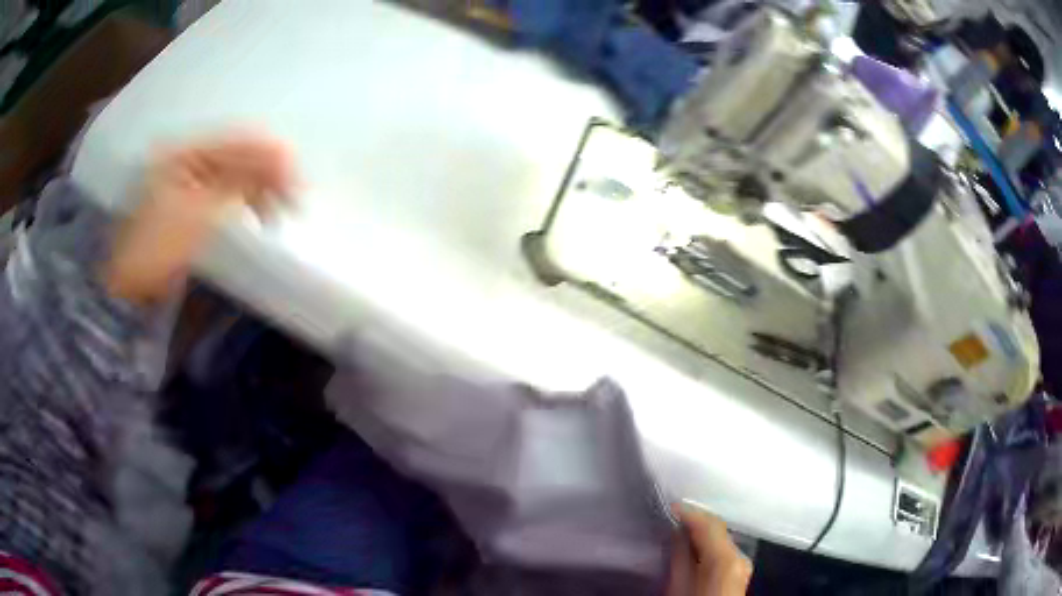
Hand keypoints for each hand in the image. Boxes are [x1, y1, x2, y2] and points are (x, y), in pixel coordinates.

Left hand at [105, 134, 294, 304]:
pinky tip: (261, 213)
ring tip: (282, 210)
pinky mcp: (194, 202)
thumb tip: (282, 161)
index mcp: (184, 152)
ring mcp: (190, 179)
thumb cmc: (154, 249)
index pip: (238, 141)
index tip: (297, 183)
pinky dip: (248, 199)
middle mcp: (188, 157)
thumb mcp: (195, 214)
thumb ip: (238, 183)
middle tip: (295, 200)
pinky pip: (230, 190)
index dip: (270, 156)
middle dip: (269, 172)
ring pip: (238, 171)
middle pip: (239, 152)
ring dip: (262, 186)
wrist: (126, 288)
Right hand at [666, 504, 751, 595]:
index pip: (710, 523)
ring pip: (721, 537)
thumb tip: (677, 533)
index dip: (690, 512)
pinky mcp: (740, 572)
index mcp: (726, 558)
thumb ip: (679, 558)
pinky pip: (724, 549)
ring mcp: (743, 564)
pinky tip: (694, 546)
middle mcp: (740, 556)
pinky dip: (709, 543)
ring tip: (679, 528)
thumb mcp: (678, 587)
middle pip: (718, 528)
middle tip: (671, 516)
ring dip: (702, 532)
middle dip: (696, 520)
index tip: (670, 506)